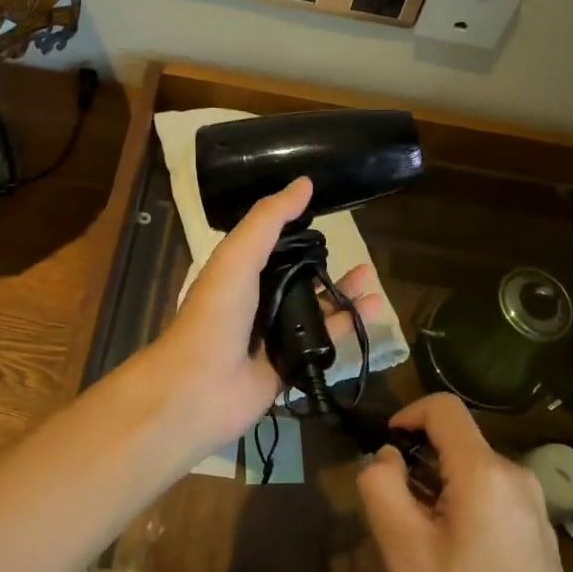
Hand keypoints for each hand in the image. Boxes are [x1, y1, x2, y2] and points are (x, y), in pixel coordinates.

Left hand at [153, 177, 384, 452]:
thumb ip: (269, 219)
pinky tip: (372, 313)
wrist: (199, 387)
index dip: (300, 231)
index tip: (331, 215)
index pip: (275, 246)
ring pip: (316, 310)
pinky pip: (324, 342)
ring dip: (344, 295)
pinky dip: (348, 327)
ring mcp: (274, 336)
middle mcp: (257, 301)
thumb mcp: (239, 255)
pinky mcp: (290, 365)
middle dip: (329, 267)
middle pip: (300, 279)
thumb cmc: (216, 313)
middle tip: (362, 257)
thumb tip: (305, 183)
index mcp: (240, 272)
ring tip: (373, 281)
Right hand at [358, 394, 572, 571]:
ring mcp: (533, 503)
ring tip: (426, 549)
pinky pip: (491, 496)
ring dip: (439, 492)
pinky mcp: (539, 529)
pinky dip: (463, 508)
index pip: (444, 408)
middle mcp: (515, 475)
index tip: (386, 449)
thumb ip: (382, 489)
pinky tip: (458, 564)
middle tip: (399, 521)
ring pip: (471, 472)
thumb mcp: (404, 552)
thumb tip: (386, 456)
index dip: (408, 414)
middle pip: (456, 444)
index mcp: (484, 471)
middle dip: (420, 467)